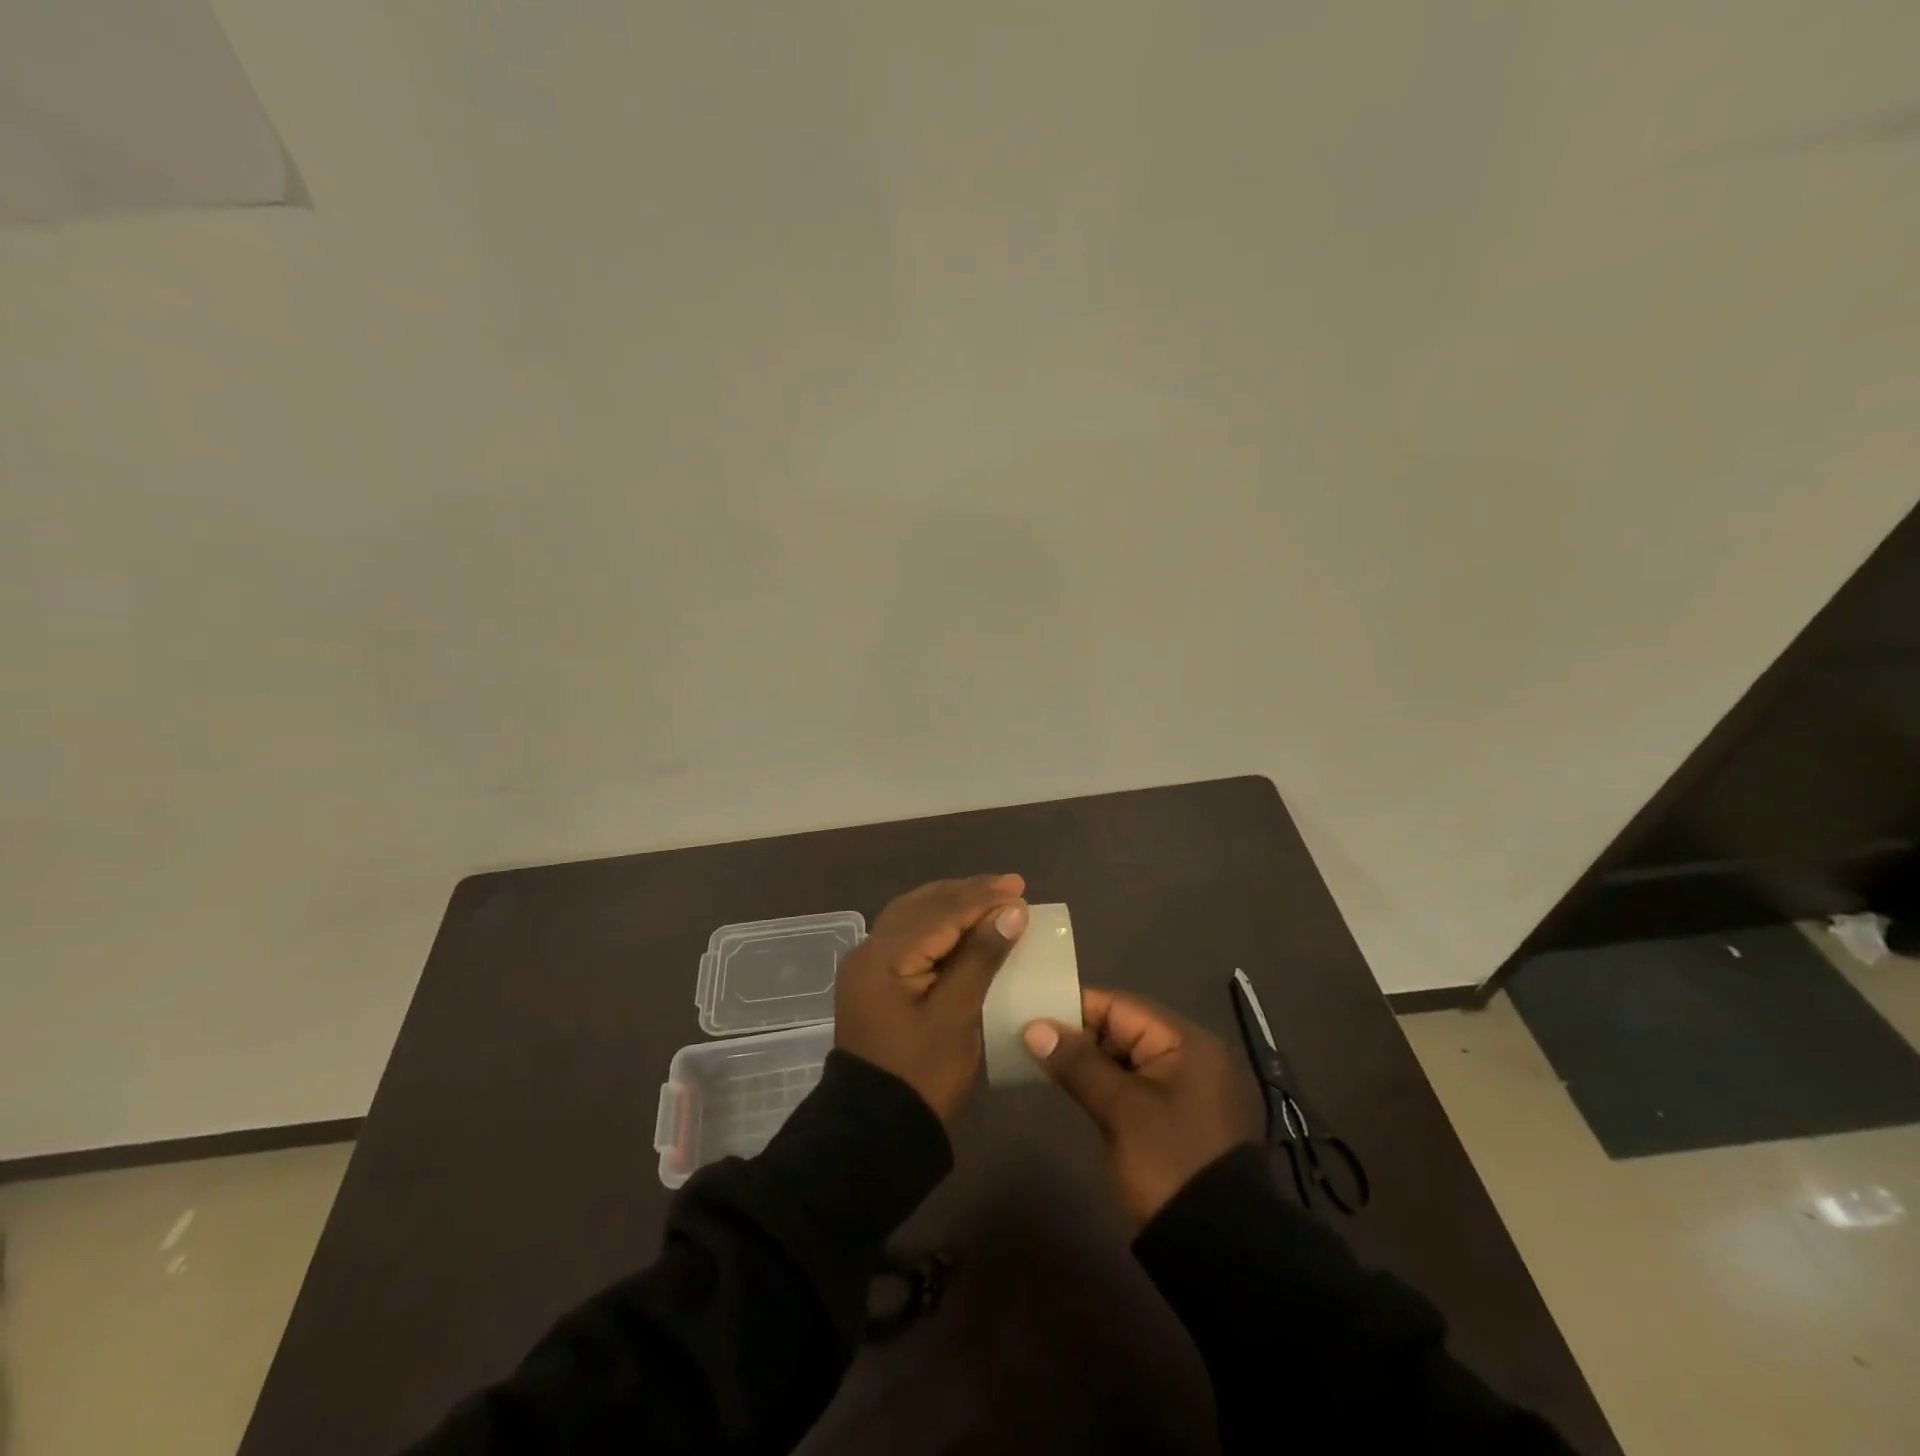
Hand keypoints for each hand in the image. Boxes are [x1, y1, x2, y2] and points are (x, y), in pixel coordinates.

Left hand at [835, 875, 1030, 1121]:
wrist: (873, 1132)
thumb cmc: (921, 1075)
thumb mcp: (956, 1016)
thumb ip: (981, 957)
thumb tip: (1012, 911)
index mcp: (884, 957)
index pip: (940, 913)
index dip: (982, 899)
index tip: (1020, 890)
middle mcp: (869, 950)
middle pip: (923, 906)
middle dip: (967, 893)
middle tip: (1011, 886)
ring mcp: (867, 965)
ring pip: (913, 916)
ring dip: (951, 903)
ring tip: (991, 896)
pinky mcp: (874, 980)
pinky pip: (907, 936)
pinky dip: (937, 924)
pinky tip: (961, 925)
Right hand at [1022, 988, 1261, 1225]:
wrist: (1219, 1251)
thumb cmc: (1170, 1164)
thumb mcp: (1121, 1110)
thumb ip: (1078, 1063)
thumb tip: (1034, 1027)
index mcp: (1186, 1042)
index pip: (1121, 1006)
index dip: (1075, 1007)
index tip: (1031, 1012)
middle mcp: (1189, 1056)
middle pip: (1123, 1029)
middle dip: (1078, 1033)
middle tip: (1029, 1037)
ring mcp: (1184, 1089)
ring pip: (1125, 1058)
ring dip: (1087, 1060)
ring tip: (1040, 1059)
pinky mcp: (1174, 1118)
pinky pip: (1132, 1085)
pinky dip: (1103, 1083)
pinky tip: (1070, 1086)